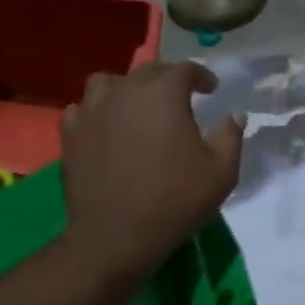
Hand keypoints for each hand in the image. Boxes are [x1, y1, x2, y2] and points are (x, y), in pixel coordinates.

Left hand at [60, 62, 243, 288]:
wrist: (117, 235)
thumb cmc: (175, 202)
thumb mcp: (221, 173)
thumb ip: (231, 137)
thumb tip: (234, 114)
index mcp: (164, 94)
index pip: (185, 69)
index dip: (201, 75)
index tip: (210, 88)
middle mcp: (125, 91)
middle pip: (148, 71)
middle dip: (167, 78)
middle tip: (179, 96)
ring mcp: (92, 110)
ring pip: (108, 82)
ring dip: (126, 88)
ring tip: (135, 106)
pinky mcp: (71, 133)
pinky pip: (82, 109)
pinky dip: (96, 112)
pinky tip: (105, 127)